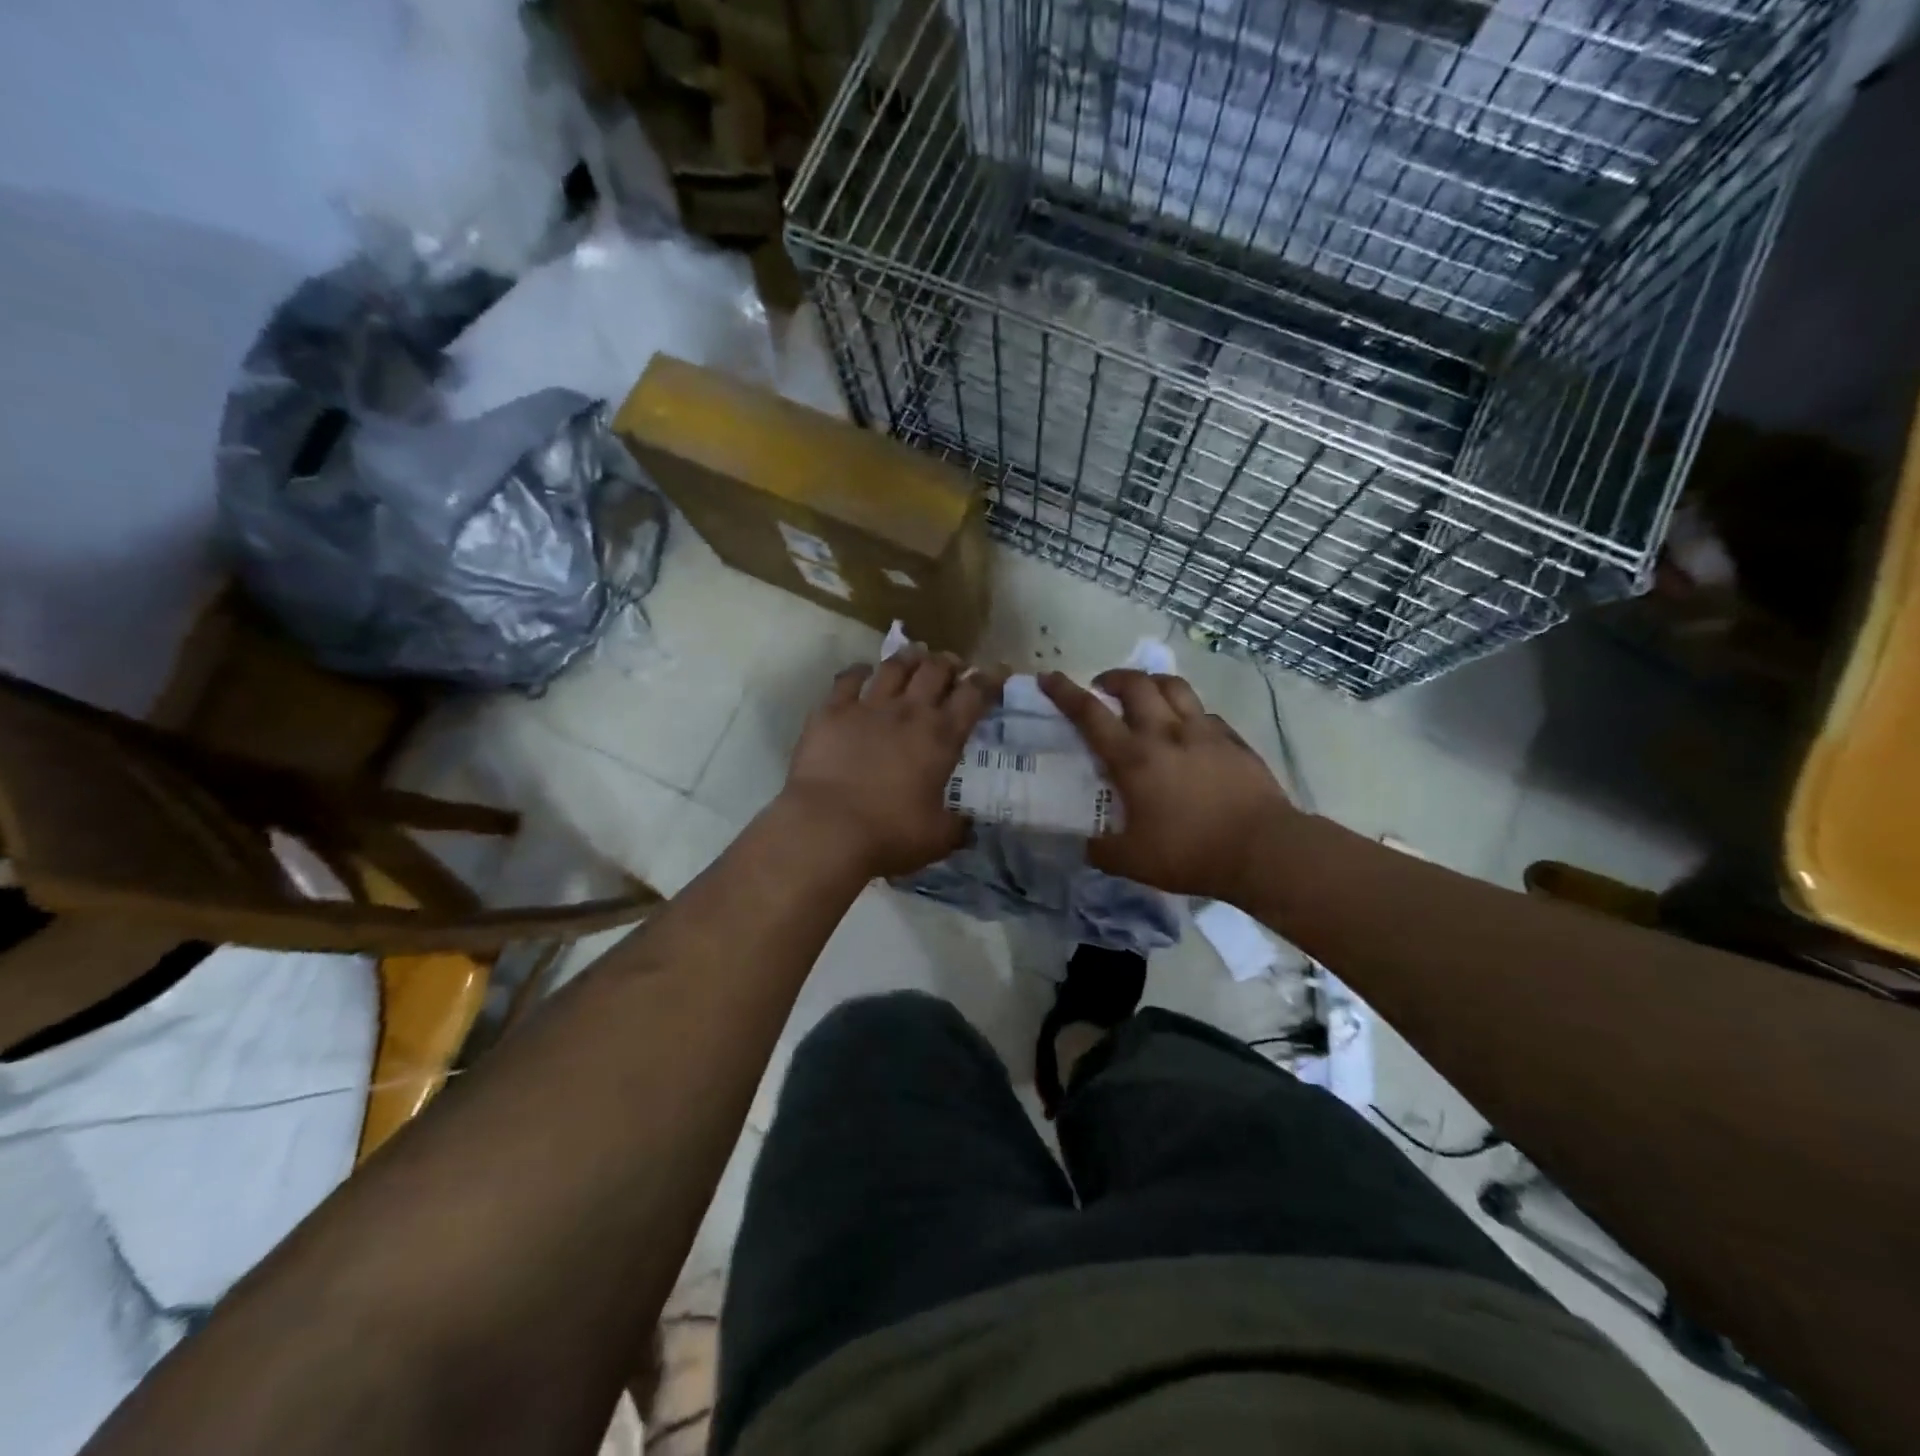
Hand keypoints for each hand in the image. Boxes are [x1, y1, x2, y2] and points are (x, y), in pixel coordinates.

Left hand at [779, 647, 1003, 879]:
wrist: (827, 828)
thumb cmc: (889, 834)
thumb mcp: (936, 838)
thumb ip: (957, 827)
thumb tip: (969, 826)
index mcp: (941, 737)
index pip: (974, 695)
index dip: (989, 679)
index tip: (997, 670)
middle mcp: (909, 712)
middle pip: (935, 670)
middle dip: (949, 663)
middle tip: (953, 664)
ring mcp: (868, 707)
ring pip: (894, 667)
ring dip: (909, 658)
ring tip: (915, 655)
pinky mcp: (831, 711)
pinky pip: (848, 679)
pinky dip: (858, 671)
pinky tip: (862, 671)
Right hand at [1040, 669, 1296, 902]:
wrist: (1263, 850)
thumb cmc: (1190, 853)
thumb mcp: (1132, 862)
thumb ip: (1102, 850)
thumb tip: (1086, 845)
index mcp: (1133, 758)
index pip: (1090, 713)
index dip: (1065, 692)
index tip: (1049, 677)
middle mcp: (1165, 733)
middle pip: (1136, 684)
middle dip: (1113, 677)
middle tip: (1103, 688)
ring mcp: (1204, 732)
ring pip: (1174, 686)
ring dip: (1151, 683)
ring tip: (1144, 695)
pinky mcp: (1233, 740)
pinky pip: (1204, 713)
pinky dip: (1187, 712)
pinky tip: (1188, 730)